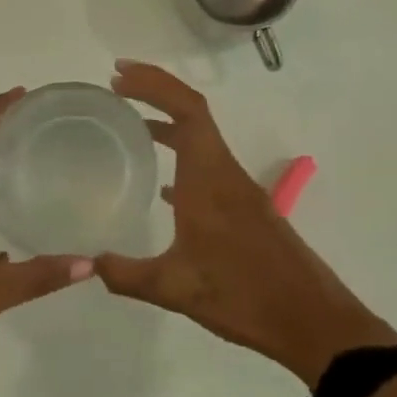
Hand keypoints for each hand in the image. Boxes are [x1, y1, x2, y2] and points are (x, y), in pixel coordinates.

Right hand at [95, 61, 396, 385]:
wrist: (311, 320)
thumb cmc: (244, 296)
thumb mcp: (175, 289)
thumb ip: (126, 274)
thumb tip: (85, 264)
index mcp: (209, 179)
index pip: (187, 110)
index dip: (154, 84)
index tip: (119, 76)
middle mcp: (225, 173)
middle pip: (193, 113)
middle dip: (156, 91)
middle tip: (117, 85)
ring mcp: (239, 190)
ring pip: (202, 139)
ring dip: (169, 123)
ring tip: (131, 125)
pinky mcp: (245, 209)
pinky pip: (208, 167)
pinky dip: (182, 158)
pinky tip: (162, 186)